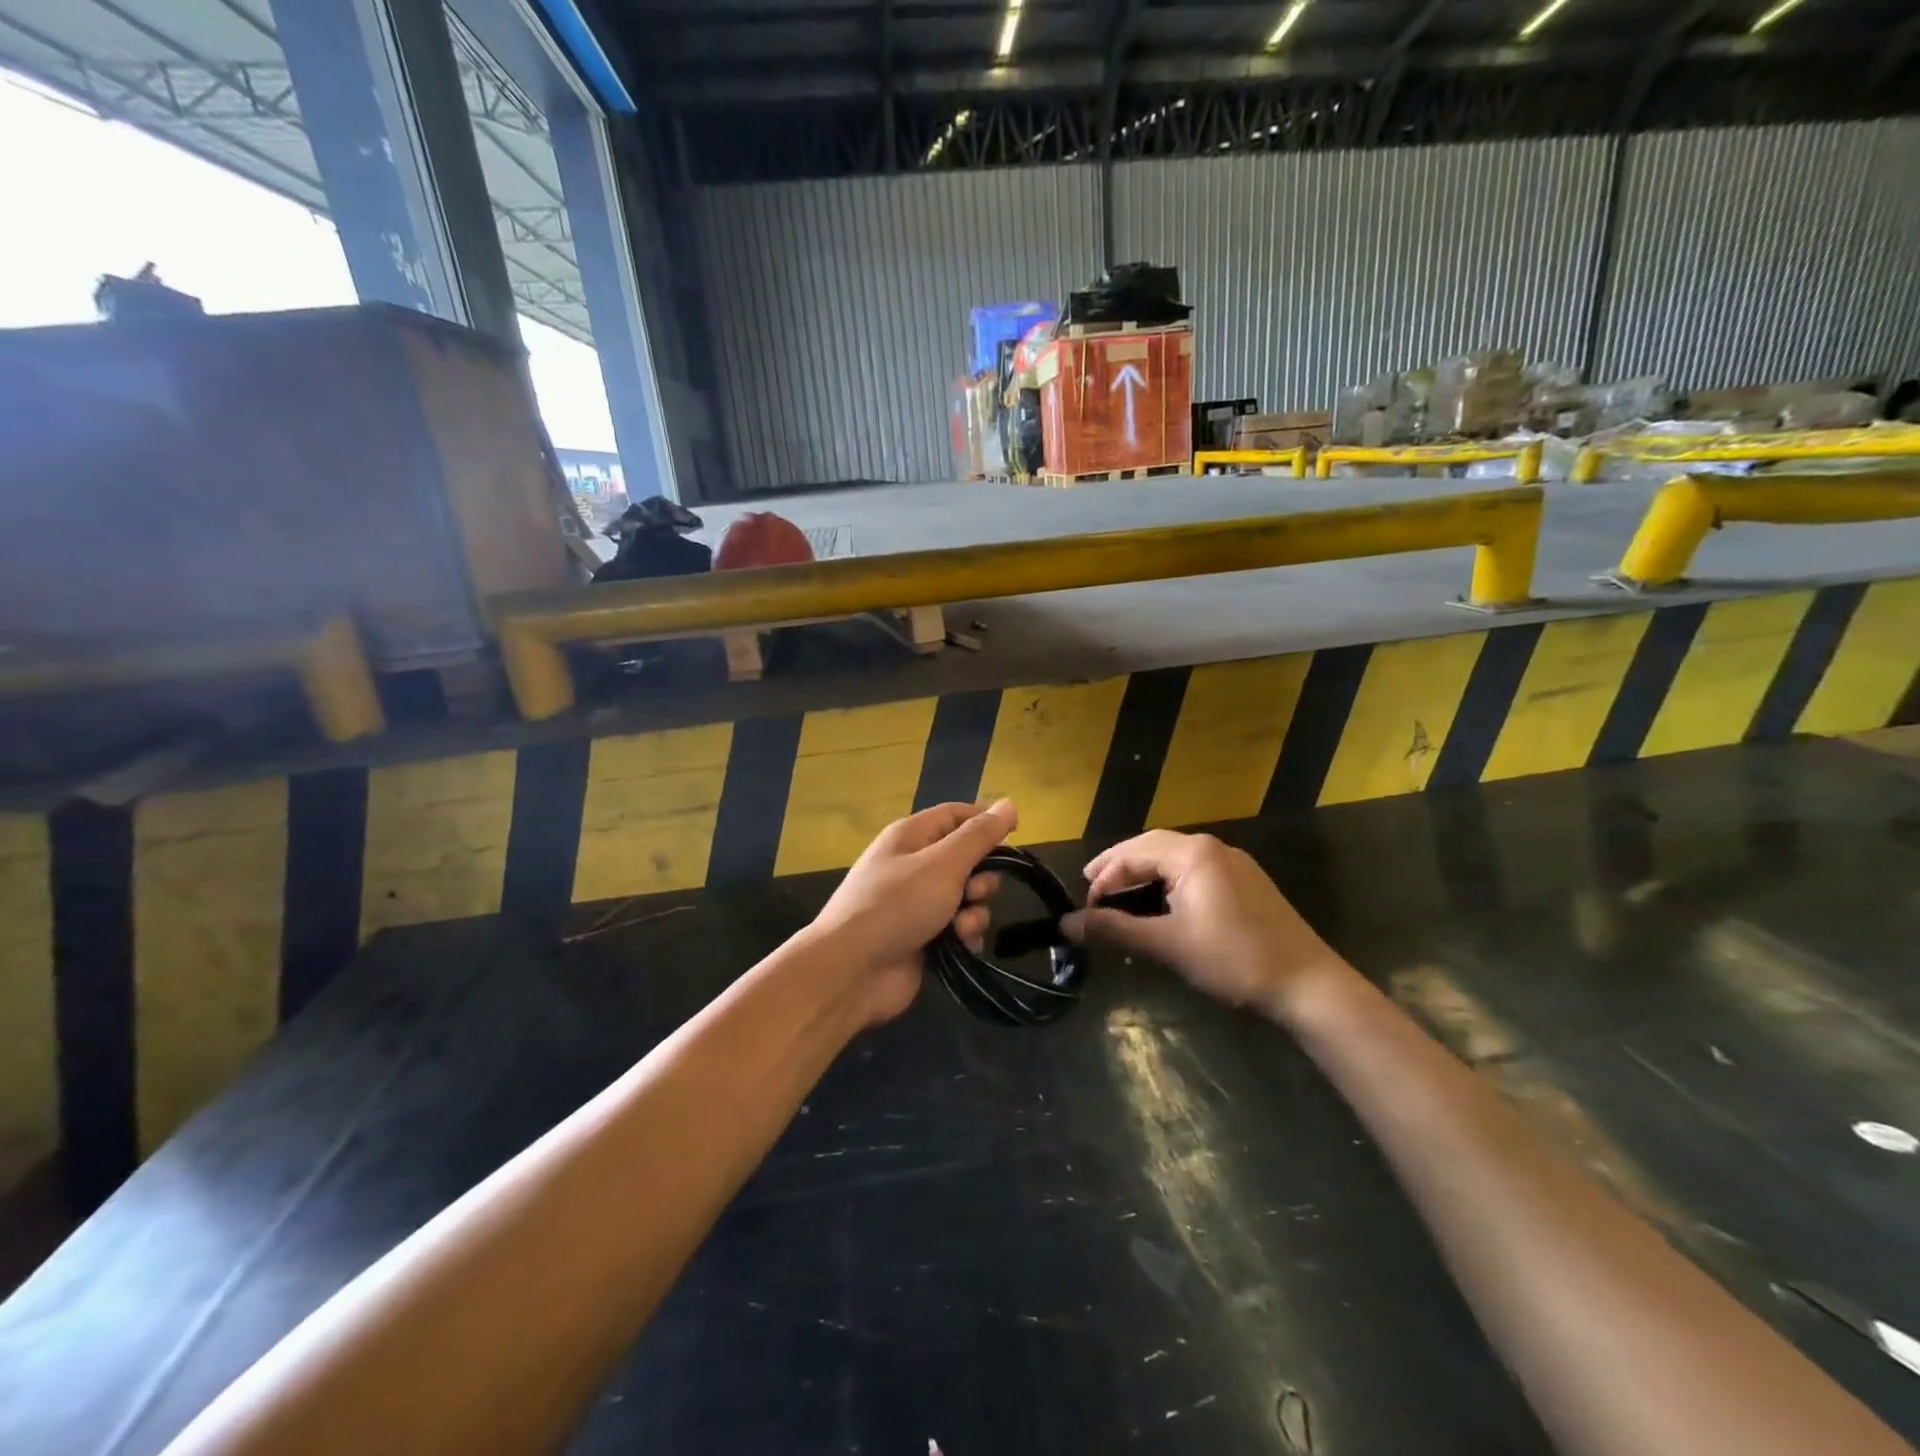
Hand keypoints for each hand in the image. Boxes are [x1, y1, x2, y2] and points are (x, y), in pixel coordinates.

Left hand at [808, 800, 1016, 1025]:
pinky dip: (964, 935)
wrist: (852, 970)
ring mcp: (917, 904)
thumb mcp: (943, 863)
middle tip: (977, 891)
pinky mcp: (923, 937)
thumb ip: (979, 835)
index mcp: (911, 836)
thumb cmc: (897, 904)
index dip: (985, 821)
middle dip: (981, 876)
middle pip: (966, 859)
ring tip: (962, 926)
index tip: (1015, 835)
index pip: (956, 815)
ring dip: (974, 911)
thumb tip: (1009, 804)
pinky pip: (958, 928)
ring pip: (966, 897)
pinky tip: (961, 946)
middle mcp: (913, 865)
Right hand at [1061, 830, 1347, 1018]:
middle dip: (1119, 866)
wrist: (1309, 985)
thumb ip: (1115, 930)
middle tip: (1091, 887)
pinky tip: (1158, 902)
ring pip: (1174, 857)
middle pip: (1152, 846)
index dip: (1104, 877)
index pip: (1133, 852)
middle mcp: (1212, 847)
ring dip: (1143, 872)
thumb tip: (1067, 924)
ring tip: (1118, 894)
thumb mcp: (1169, 945)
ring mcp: (1233, 863)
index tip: (1085, 907)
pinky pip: (1194, 870)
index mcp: (1193, 854)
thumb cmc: (1234, 960)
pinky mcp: (1245, 882)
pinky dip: (1166, 881)